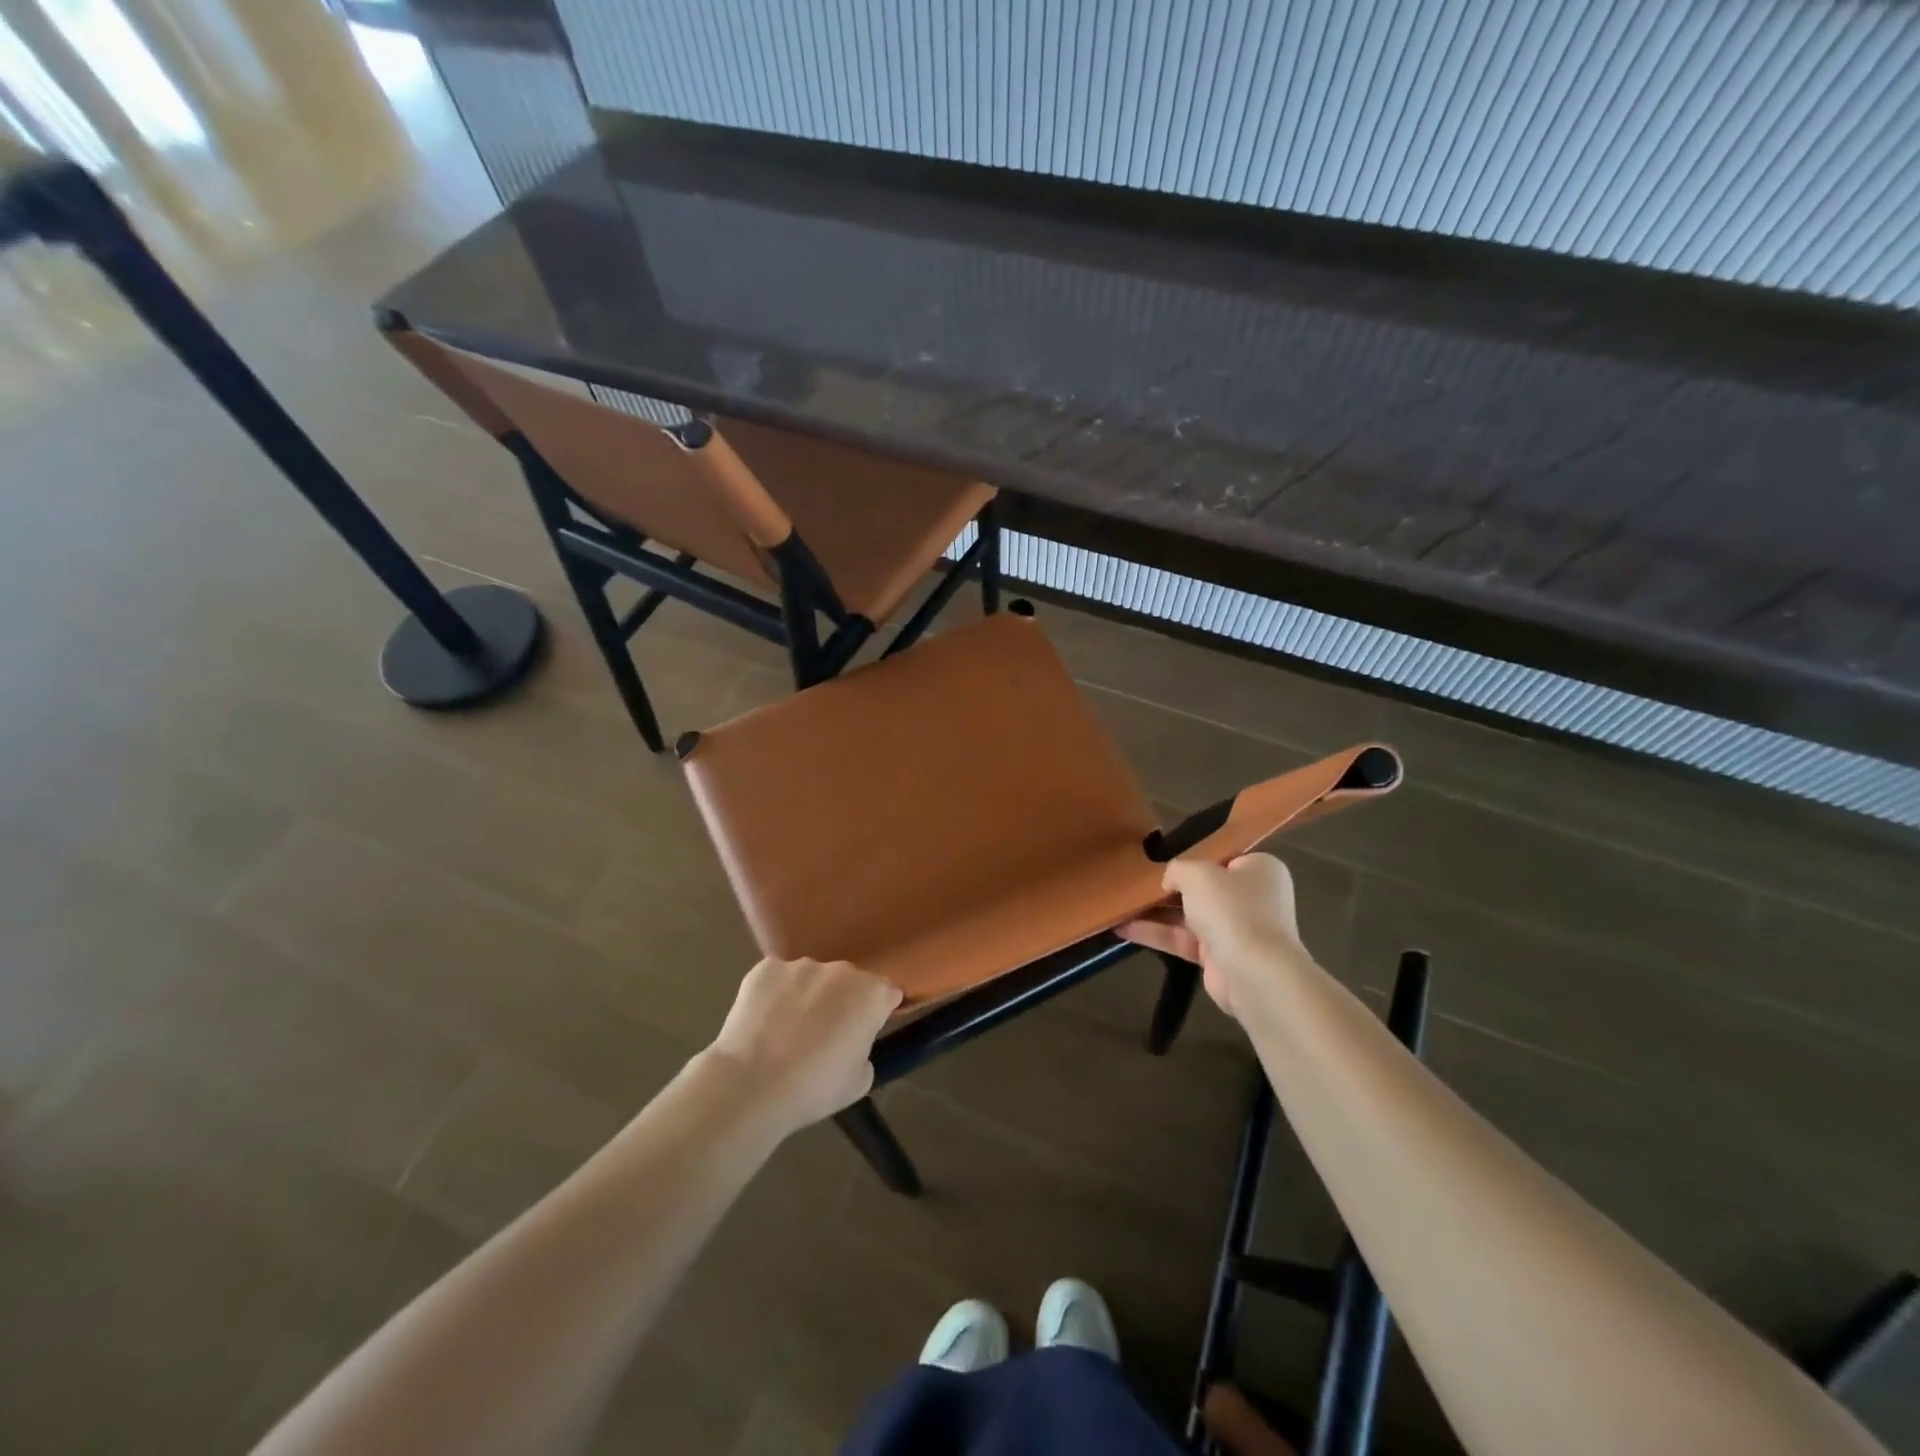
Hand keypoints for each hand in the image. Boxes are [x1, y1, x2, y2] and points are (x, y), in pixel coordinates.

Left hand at [706, 958, 902, 1135]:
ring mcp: (801, 966)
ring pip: (812, 978)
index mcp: (871, 994)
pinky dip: (775, 995)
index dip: (880, 1011)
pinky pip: (778, 979)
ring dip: (808, 996)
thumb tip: (851, 1039)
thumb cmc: (815, 1089)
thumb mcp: (861, 1080)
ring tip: (787, 1031)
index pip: (888, 993)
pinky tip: (763, 1023)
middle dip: (842, 1001)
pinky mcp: (765, 968)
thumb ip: (864, 1049)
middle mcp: (841, 970)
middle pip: (849, 981)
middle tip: (826, 1034)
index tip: (867, 1030)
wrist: (752, 1085)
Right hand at [1119, 854, 1308, 1019]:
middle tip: (1135, 879)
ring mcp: (1236, 930)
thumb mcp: (1197, 873)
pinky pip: (1182, 939)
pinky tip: (1122, 927)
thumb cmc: (1232, 909)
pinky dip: (1155, 933)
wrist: (1255, 974)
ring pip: (1189, 915)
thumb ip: (1177, 869)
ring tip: (1120, 903)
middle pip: (1204, 887)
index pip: (1223, 856)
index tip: (1163, 856)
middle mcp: (1251, 898)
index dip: (1194, 856)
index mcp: (1258, 869)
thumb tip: (1169, 881)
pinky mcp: (1219, 957)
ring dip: (1156, 911)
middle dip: (1170, 886)